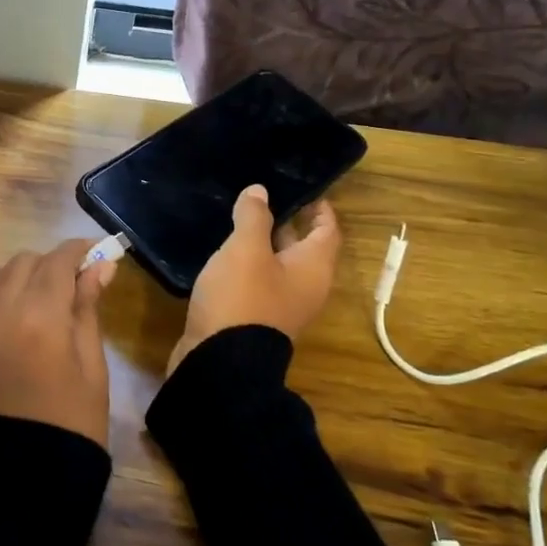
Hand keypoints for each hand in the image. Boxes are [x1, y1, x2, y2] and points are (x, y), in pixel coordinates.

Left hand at [0, 238, 117, 447]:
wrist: (26, 487)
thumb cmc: (72, 426)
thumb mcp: (92, 367)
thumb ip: (87, 309)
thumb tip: (99, 264)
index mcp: (42, 318)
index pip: (58, 262)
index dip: (77, 252)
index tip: (89, 255)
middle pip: (20, 264)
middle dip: (45, 268)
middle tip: (61, 288)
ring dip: (1, 278)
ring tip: (15, 299)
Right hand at [168, 185, 340, 373]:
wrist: (219, 361)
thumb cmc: (242, 298)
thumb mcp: (246, 249)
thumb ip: (254, 217)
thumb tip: (259, 191)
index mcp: (313, 267)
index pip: (327, 229)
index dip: (319, 206)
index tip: (302, 185)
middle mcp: (305, 286)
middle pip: (304, 246)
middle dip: (287, 219)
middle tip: (263, 195)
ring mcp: (281, 304)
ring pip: (278, 264)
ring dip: (264, 242)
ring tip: (239, 216)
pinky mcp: (257, 316)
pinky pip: (260, 280)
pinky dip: (249, 263)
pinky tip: (225, 251)